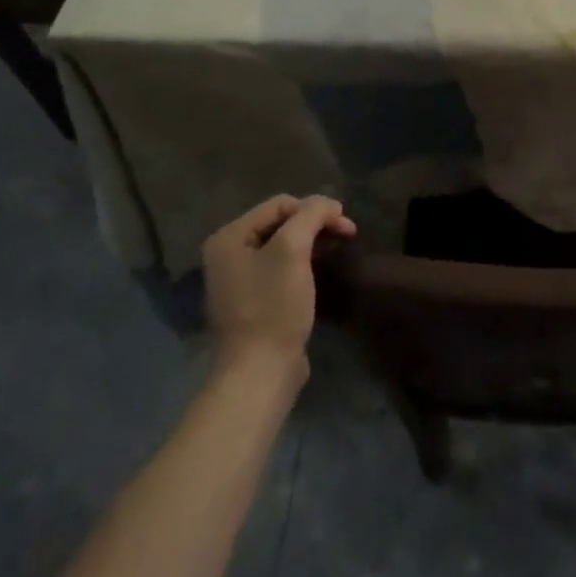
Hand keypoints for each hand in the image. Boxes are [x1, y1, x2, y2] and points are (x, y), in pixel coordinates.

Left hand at [202, 195, 355, 376]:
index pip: (280, 204)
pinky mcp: (253, 301)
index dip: (316, 208)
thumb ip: (311, 215)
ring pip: (283, 245)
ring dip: (312, 242)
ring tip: (337, 249)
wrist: (260, 372)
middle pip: (281, 222)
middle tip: (347, 235)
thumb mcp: (292, 250)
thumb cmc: (273, 306)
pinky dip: (303, 263)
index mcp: (229, 238)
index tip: (346, 225)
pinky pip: (280, 268)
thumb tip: (328, 204)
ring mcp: (238, 280)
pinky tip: (319, 271)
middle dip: (315, 224)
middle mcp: (228, 255)